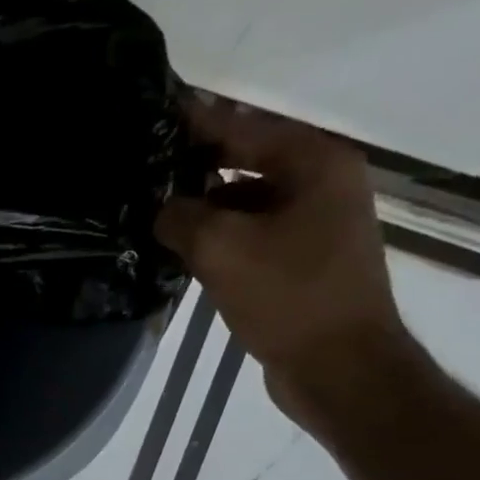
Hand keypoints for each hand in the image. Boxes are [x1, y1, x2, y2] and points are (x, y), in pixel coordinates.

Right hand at [156, 96, 417, 430]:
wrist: (339, 368)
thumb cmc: (288, 296)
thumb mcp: (221, 248)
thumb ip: (180, 215)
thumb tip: (160, 208)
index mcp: (315, 163)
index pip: (242, 126)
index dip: (194, 120)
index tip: (150, 111)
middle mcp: (320, 182)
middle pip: (244, 158)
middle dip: (192, 163)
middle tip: (139, 164)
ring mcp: (312, 221)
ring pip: (242, 197)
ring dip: (200, 202)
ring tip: (147, 205)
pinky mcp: (299, 256)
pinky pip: (248, 229)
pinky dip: (215, 232)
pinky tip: (175, 243)